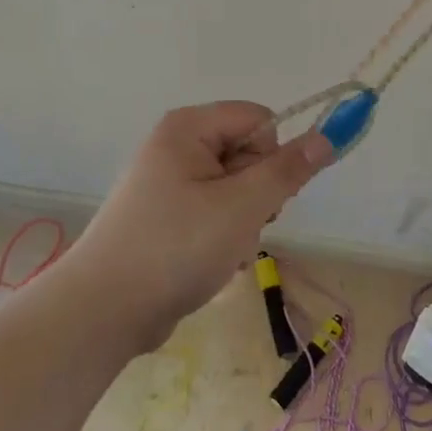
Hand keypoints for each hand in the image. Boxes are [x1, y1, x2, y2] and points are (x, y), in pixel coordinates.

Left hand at [75, 103, 332, 346]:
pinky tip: (210, 263)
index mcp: (188, 128)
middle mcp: (176, 146)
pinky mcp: (165, 216)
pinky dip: (222, 237)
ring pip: (235, 189)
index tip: (264, 196)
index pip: (259, 120)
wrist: (104, 310)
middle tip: (241, 228)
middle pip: (247, 154)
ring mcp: (168, 183)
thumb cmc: (176, 247)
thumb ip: (287, 170)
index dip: (272, 156)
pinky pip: (213, 213)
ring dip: (243, 223)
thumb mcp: (242, 206)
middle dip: (257, 195)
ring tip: (223, 252)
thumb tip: (327, 136)